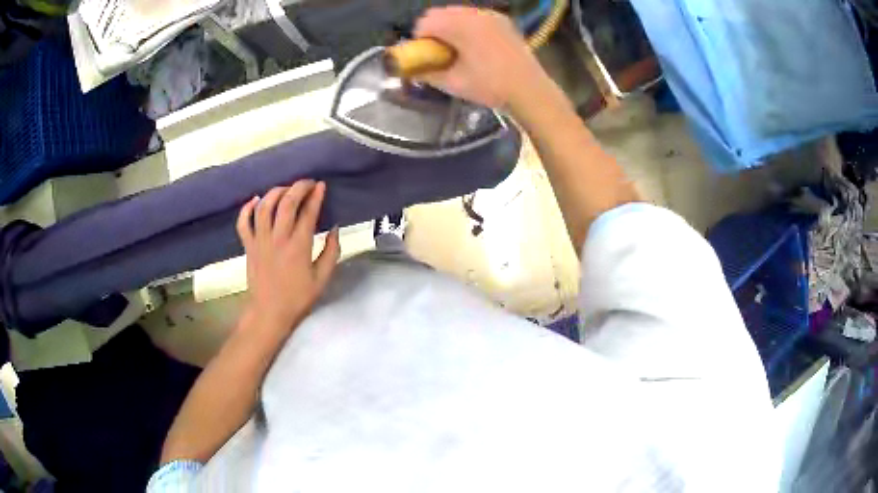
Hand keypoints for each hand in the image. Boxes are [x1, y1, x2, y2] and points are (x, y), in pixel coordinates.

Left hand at [236, 181, 339, 335]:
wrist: (269, 313)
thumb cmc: (298, 298)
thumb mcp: (322, 278)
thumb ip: (331, 252)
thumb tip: (334, 228)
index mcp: (298, 247)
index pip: (308, 213)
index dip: (315, 196)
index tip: (321, 186)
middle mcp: (278, 239)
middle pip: (286, 203)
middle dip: (298, 187)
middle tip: (307, 183)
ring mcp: (260, 241)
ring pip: (264, 207)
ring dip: (275, 192)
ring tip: (285, 188)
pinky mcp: (248, 246)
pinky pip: (243, 222)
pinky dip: (247, 208)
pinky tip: (256, 199)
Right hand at [414, 6, 546, 110]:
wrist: (529, 90)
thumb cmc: (489, 86)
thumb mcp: (452, 83)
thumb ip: (426, 73)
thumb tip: (410, 71)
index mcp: (459, 26)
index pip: (425, 22)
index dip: (420, 39)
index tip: (426, 55)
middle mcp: (473, 13)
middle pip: (440, 13)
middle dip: (434, 30)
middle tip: (440, 52)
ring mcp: (490, 15)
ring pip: (458, 12)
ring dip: (450, 26)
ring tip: (458, 48)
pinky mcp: (502, 20)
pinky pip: (476, 16)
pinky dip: (468, 26)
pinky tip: (476, 45)